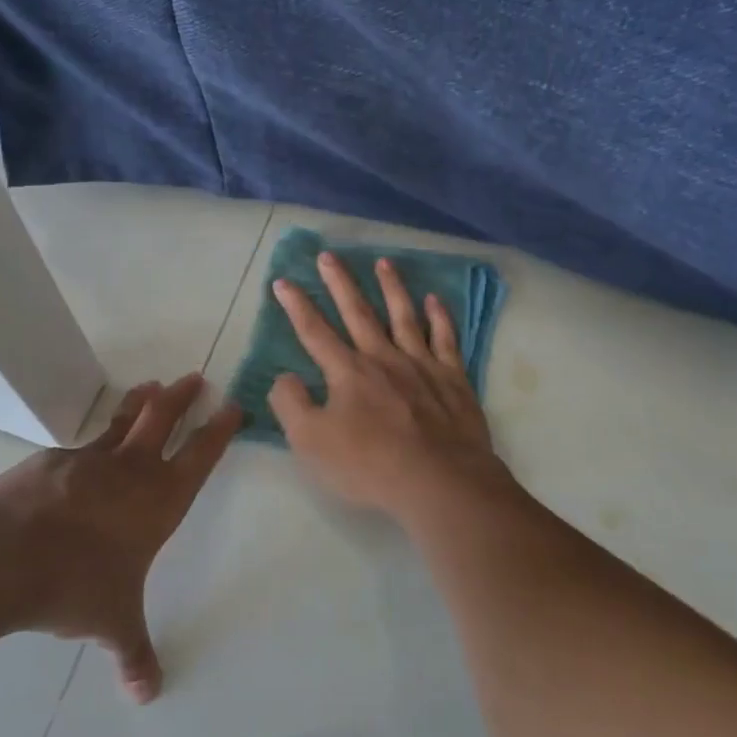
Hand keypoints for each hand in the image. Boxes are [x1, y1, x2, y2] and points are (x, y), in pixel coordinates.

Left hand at [0, 374, 241, 702]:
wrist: (5, 555)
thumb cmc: (76, 585)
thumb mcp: (113, 622)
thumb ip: (133, 654)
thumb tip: (148, 695)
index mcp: (160, 501)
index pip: (200, 456)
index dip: (218, 431)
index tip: (232, 407)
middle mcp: (131, 472)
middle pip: (164, 421)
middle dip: (183, 398)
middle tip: (195, 377)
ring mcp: (90, 461)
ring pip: (123, 422)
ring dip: (140, 402)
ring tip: (151, 385)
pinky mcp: (52, 461)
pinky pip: (79, 448)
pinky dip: (89, 442)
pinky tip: (82, 453)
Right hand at [267, 252, 508, 523]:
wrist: (440, 481)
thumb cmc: (370, 466)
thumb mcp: (311, 443)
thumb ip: (291, 405)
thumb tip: (285, 376)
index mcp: (348, 372)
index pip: (314, 332)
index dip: (296, 306)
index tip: (283, 281)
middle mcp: (383, 358)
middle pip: (357, 312)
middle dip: (340, 283)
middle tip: (328, 255)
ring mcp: (421, 364)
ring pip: (403, 316)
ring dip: (392, 288)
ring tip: (383, 263)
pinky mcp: (452, 378)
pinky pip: (445, 339)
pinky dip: (440, 317)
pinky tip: (435, 300)